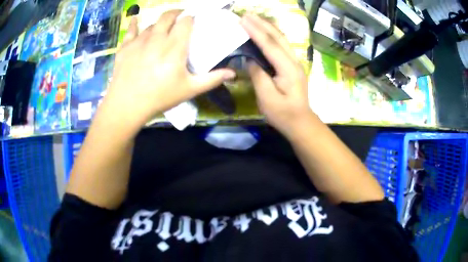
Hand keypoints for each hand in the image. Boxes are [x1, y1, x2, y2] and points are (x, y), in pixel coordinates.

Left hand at [103, 10, 235, 126]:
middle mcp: (157, 37)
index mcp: (174, 46)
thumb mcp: (189, 90)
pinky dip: (134, 23)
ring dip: (159, 24)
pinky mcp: (125, 47)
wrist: (127, 105)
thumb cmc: (160, 97)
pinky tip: (136, 18)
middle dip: (176, 13)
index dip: (191, 18)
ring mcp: (139, 41)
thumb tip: (233, 73)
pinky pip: (130, 30)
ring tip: (162, 29)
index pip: (186, 21)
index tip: (193, 21)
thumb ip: (212, 79)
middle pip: (168, 16)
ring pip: (152, 24)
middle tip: (180, 18)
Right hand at [240, 13, 314, 137]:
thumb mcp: (267, 98)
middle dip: (262, 24)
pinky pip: (281, 45)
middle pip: (277, 37)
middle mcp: (294, 61)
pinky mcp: (292, 66)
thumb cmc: (283, 114)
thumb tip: (250, 59)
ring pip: (281, 39)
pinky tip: (265, 31)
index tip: (242, 20)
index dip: (255, 31)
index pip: (270, 45)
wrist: (300, 122)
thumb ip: (258, 76)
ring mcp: (294, 62)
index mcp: (288, 69)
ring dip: (267, 27)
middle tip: (247, 14)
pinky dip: (271, 35)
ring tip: (254, 18)